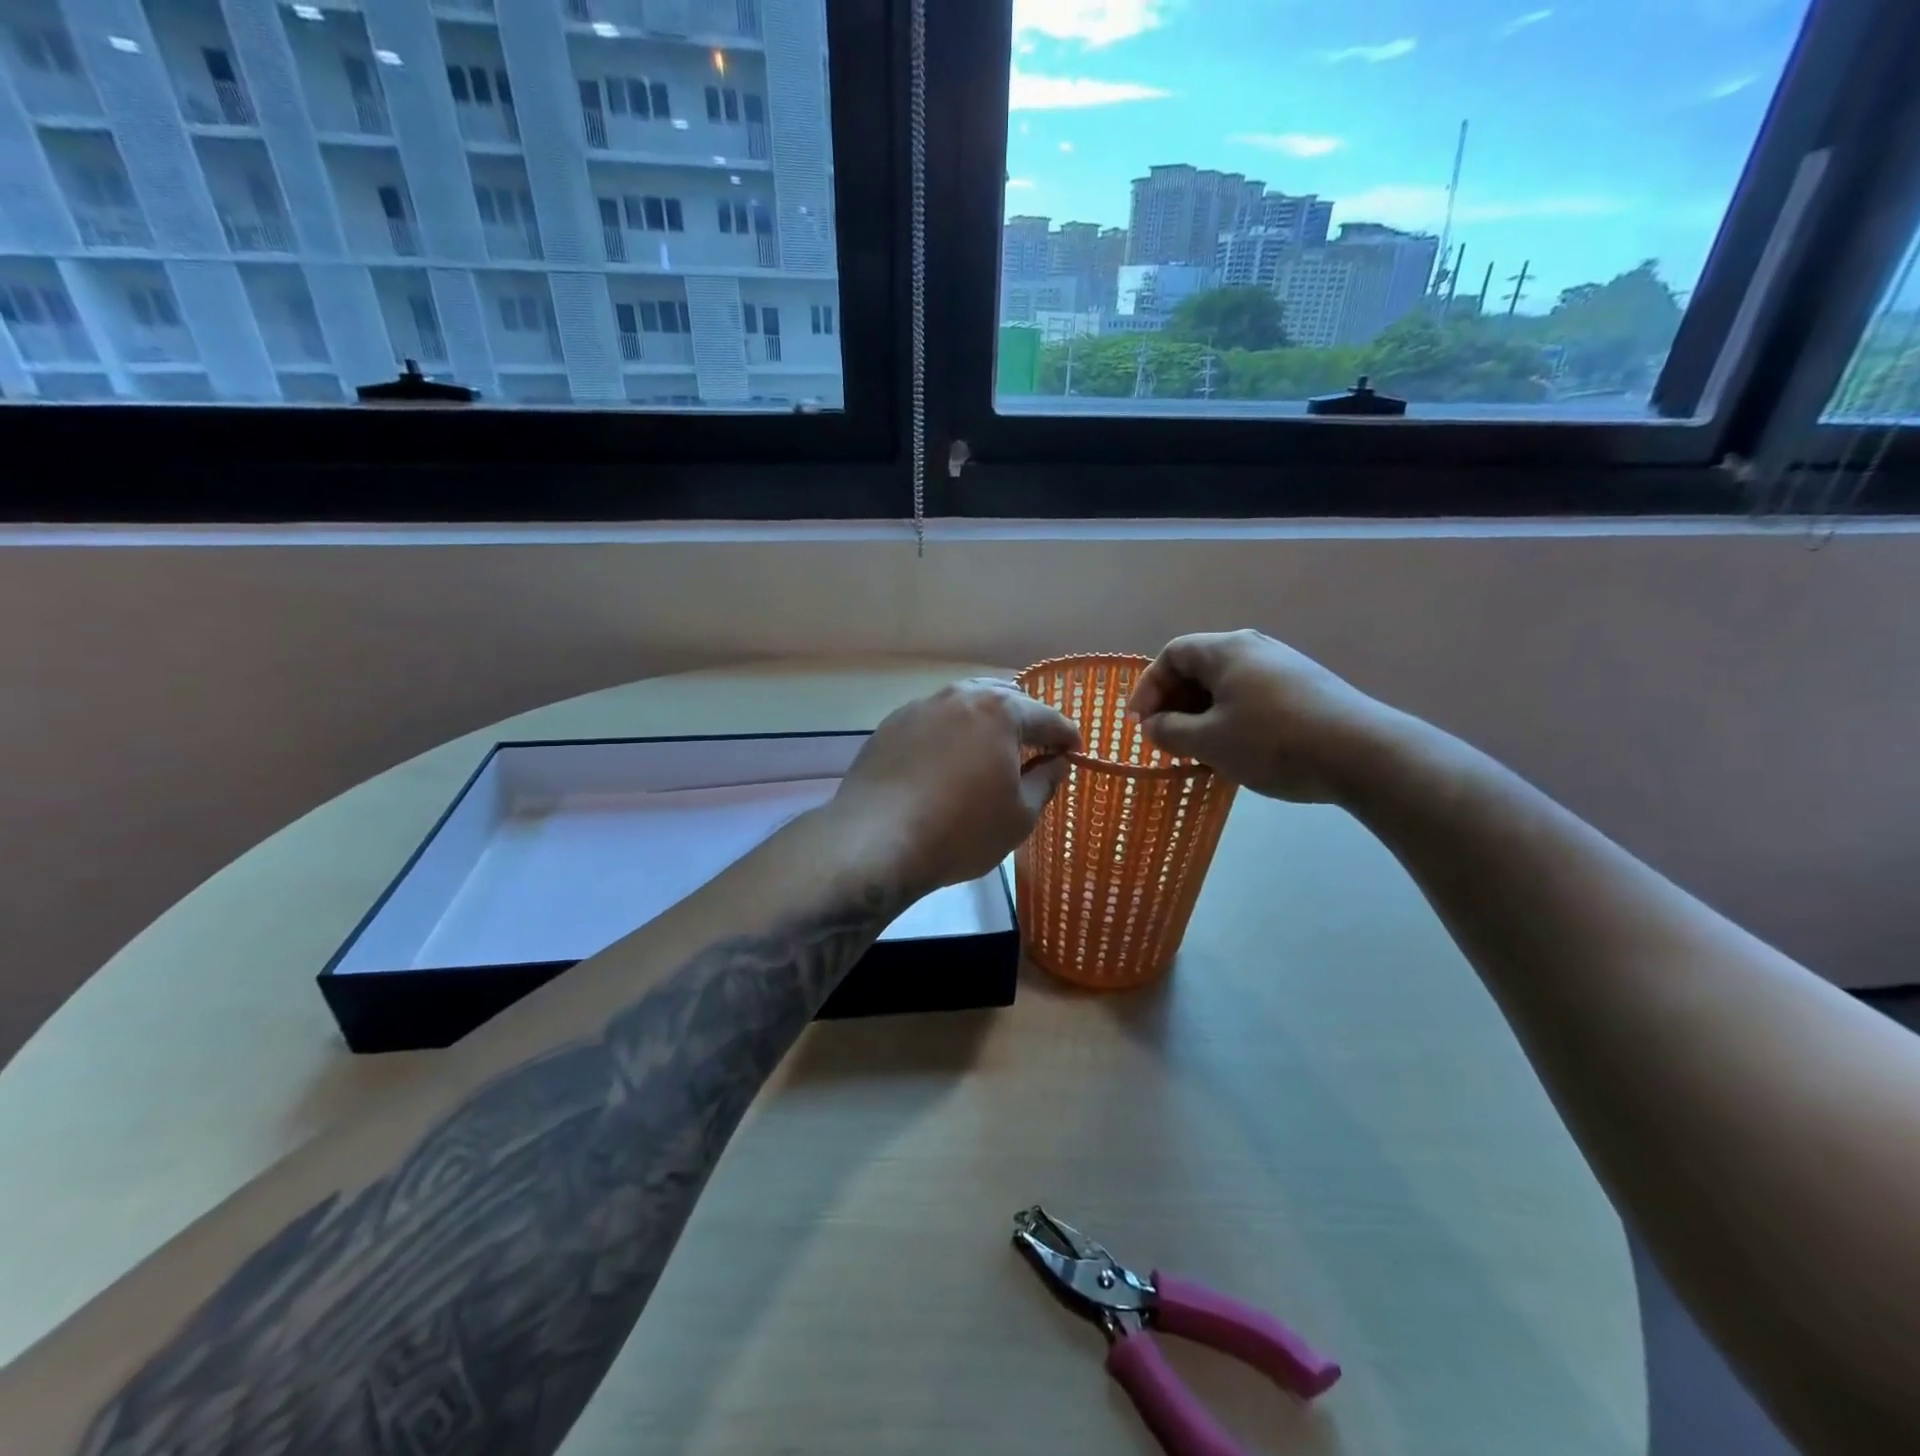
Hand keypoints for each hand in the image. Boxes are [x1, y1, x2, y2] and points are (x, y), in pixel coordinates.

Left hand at [831, 678, 1081, 894]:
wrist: (876, 840)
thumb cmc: (961, 831)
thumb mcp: (1019, 816)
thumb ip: (1045, 781)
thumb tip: (1056, 762)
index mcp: (1000, 712)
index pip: (1047, 718)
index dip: (1066, 736)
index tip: (1074, 753)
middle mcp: (960, 696)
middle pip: (1004, 698)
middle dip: (1025, 720)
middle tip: (1035, 749)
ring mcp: (920, 707)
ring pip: (964, 703)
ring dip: (985, 721)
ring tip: (991, 750)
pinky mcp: (890, 726)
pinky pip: (933, 720)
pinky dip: (950, 733)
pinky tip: (947, 760)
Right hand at [1127, 630, 1393, 803]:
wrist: (1362, 753)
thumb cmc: (1272, 742)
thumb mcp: (1209, 742)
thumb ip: (1169, 731)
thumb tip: (1153, 726)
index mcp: (1226, 650)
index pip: (1172, 655)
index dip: (1148, 688)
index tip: (1139, 724)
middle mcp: (1254, 647)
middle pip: (1199, 666)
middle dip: (1174, 702)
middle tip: (1165, 738)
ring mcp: (1284, 665)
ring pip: (1226, 684)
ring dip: (1202, 713)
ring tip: (1197, 748)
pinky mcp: (1306, 687)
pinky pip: (1251, 695)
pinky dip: (1231, 716)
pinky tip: (1236, 748)